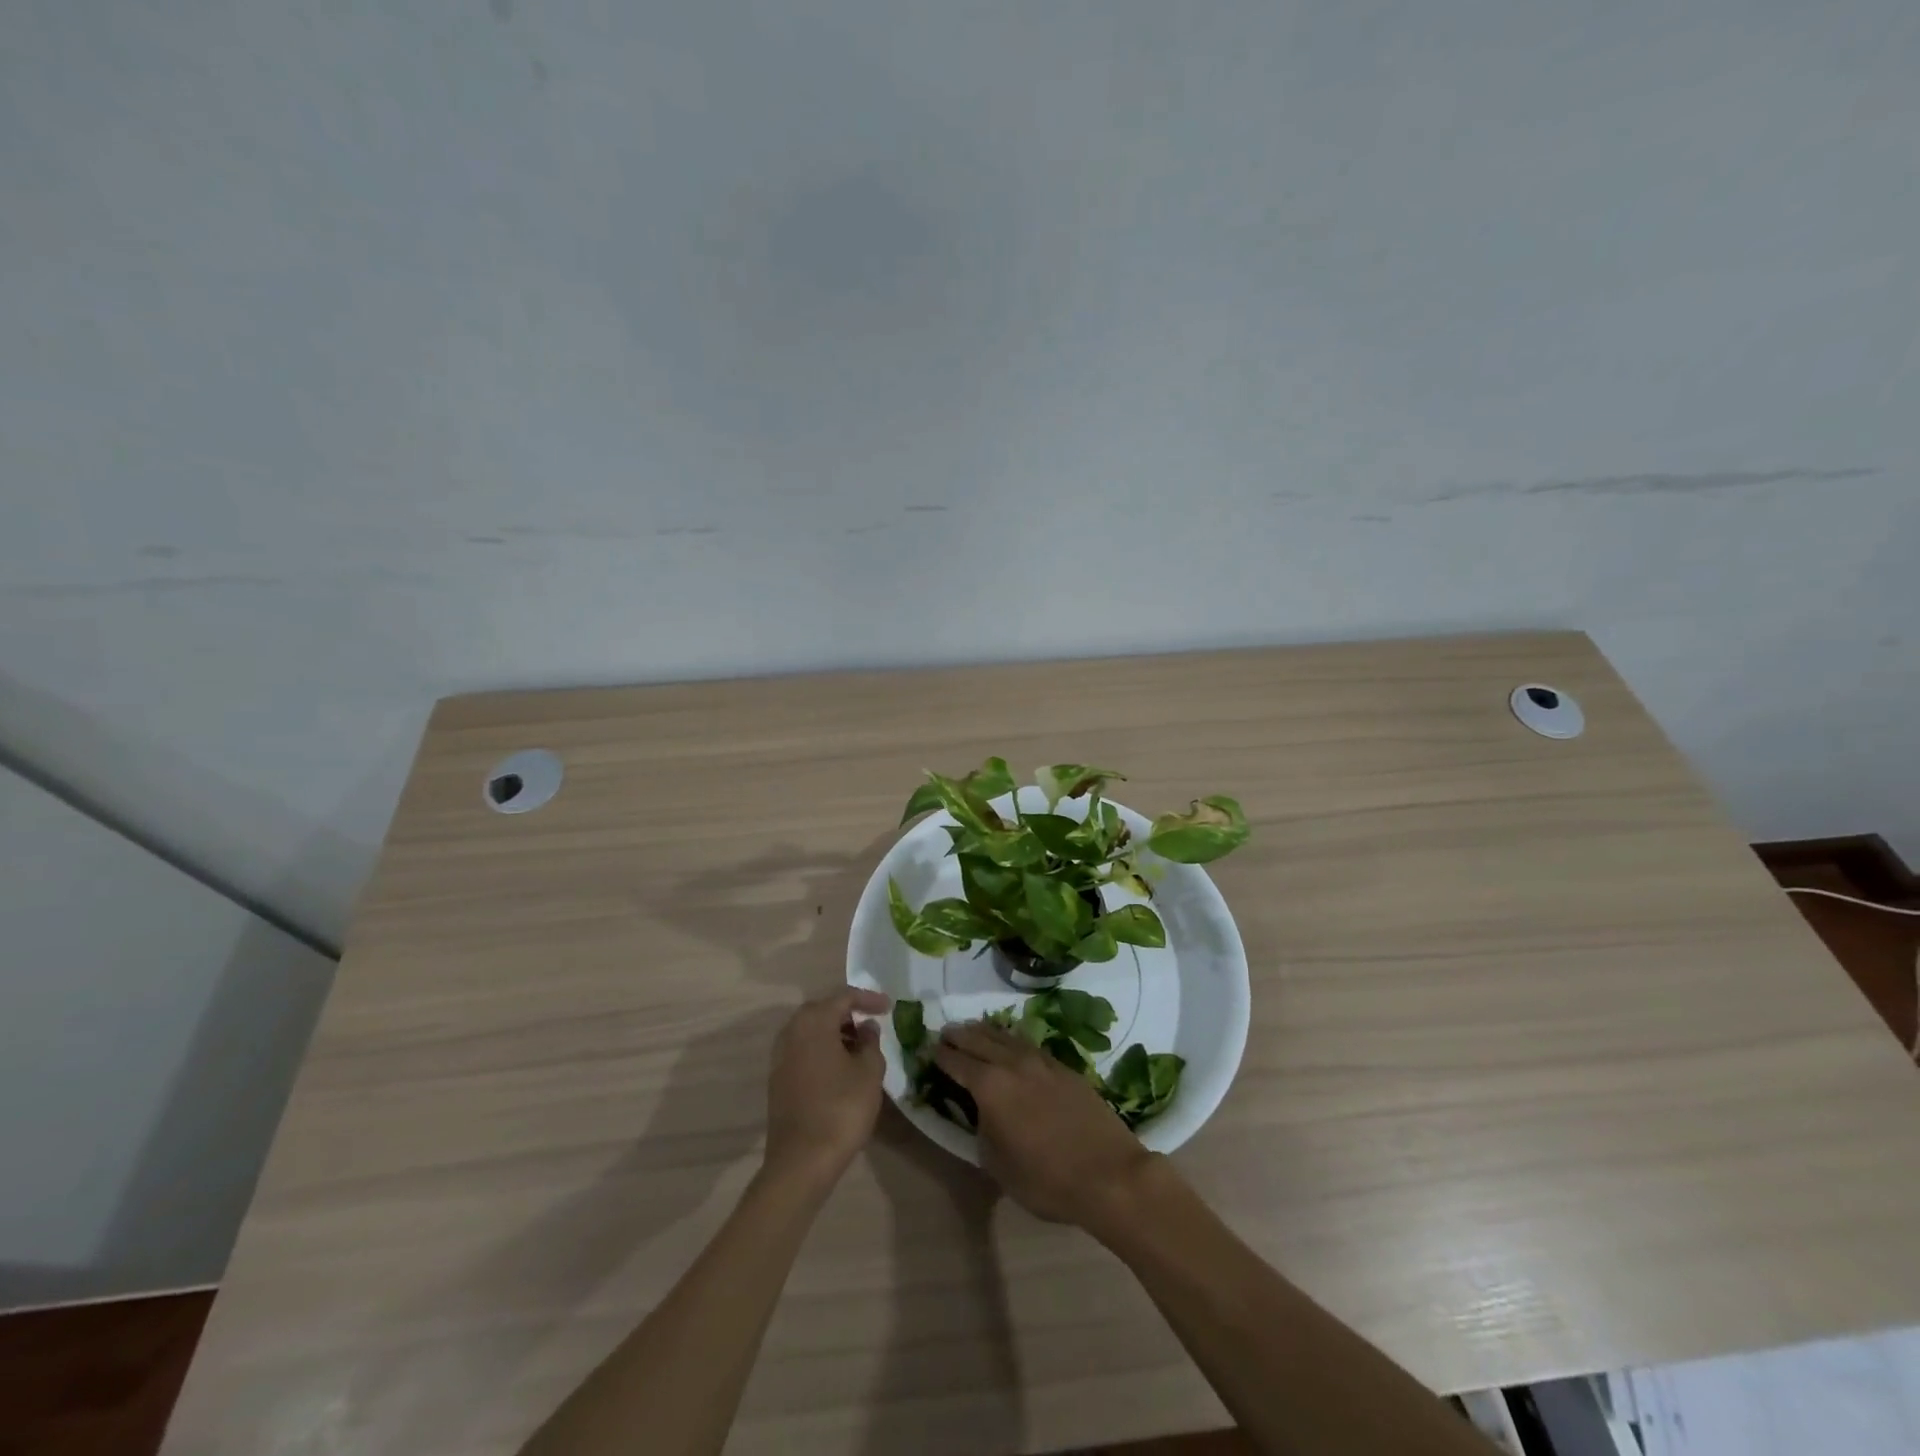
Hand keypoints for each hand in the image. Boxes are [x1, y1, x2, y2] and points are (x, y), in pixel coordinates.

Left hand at [763, 987, 889, 1188]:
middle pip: (823, 1010)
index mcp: (814, 1021)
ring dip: (835, 1032)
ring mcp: (780, 1056)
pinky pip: (803, 1050)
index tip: (889, 1007)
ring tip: (860, 1047)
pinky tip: (841, 1067)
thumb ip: (871, 1042)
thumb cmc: (841, 1108)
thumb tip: (865, 1028)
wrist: (801, 1161)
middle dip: (849, 1013)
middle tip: (872, 1023)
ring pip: (811, 1031)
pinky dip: (823, 1049)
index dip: (869, 999)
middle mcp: (792, 1031)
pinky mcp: (778, 1079)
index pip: (845, 997)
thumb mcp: (869, 1072)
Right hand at [936, 1020, 1156, 1226]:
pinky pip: (1028, 1044)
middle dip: (960, 1035)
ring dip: (986, 1031)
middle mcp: (1013, 1064)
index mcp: (990, 1086)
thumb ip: (982, 1131)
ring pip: (1006, 1037)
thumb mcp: (998, 1165)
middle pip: (980, 1040)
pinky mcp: (1064, 1067)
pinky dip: (1012, 1040)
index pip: (958, 1062)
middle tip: (946, 1032)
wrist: (1108, 1173)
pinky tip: (1011, 1044)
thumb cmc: (1046, 1179)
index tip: (928, 1048)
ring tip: (973, 1029)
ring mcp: (1041, 1062)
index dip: (941, 1055)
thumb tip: (982, 1113)